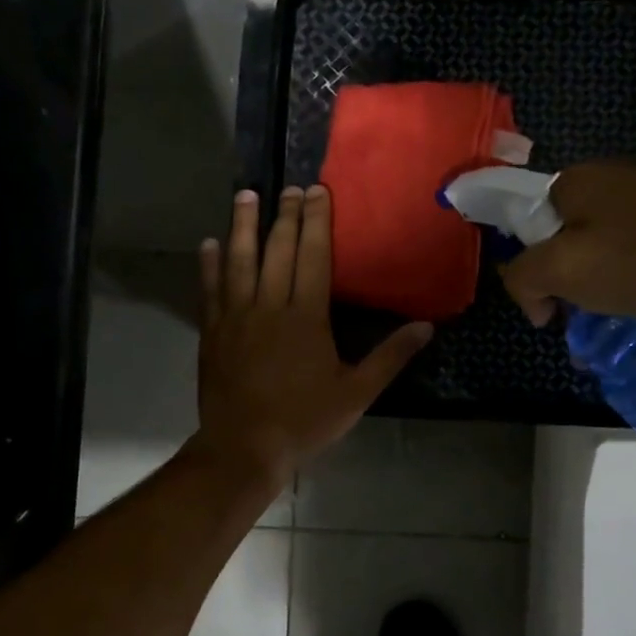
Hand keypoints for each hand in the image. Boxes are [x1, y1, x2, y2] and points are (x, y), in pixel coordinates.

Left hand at [194, 186, 432, 489]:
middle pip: (277, 251)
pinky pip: (210, 290)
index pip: (313, 257)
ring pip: (239, 261)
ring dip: (244, 226)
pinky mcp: (212, 332)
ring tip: (246, 195)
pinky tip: (209, 244)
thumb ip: (390, 357)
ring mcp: (236, 317)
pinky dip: (209, 265)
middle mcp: (269, 306)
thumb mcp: (356, 394)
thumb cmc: (304, 421)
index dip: (316, 222)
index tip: (316, 191)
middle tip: (289, 187)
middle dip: (285, 215)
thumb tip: (427, 327)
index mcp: (306, 317)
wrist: (244, 447)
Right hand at [498, 159, 635, 326]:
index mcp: (572, 180)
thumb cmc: (633, 259)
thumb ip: (522, 278)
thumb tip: (531, 298)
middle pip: (562, 236)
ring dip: (593, 284)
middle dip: (561, 279)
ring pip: (597, 246)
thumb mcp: (558, 270)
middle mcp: (606, 177)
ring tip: (606, 315)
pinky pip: (631, 249)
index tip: (545, 304)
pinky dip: (625, 277)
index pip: (526, 224)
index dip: (527, 267)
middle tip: (574, 314)